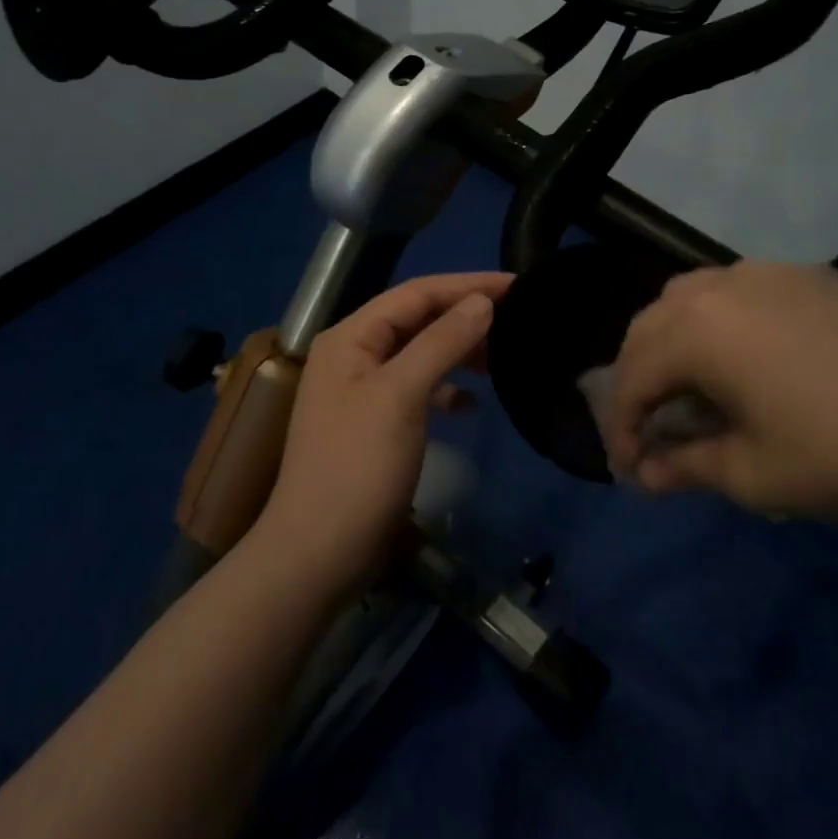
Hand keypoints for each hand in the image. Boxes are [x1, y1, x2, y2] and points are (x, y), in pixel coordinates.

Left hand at [257, 271, 511, 597]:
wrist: (319, 553)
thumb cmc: (358, 467)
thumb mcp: (401, 395)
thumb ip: (442, 342)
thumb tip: (482, 302)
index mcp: (351, 337)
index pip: (416, 293)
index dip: (467, 285)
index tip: (517, 285)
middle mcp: (354, 354)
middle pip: (418, 319)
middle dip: (466, 314)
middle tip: (518, 317)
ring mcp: (363, 390)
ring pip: (421, 352)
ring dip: (460, 349)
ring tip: (503, 356)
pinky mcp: (377, 423)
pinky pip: (418, 388)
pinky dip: (447, 387)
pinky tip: (472, 403)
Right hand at [604, 260, 837, 518]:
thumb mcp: (753, 474)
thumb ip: (686, 467)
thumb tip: (647, 474)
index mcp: (697, 332)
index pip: (632, 377)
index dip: (622, 426)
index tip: (632, 470)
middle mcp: (720, 287)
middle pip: (650, 327)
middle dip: (638, 378)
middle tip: (650, 427)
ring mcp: (766, 273)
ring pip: (690, 296)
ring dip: (673, 340)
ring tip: (689, 385)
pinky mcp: (807, 275)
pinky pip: (738, 289)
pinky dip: (719, 321)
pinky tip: (747, 356)